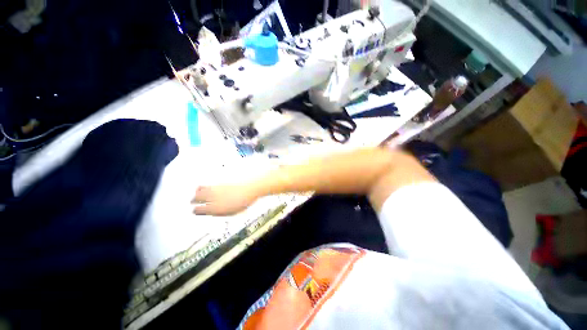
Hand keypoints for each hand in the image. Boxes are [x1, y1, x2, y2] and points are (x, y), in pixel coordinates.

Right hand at [191, 184, 259, 215]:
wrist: (251, 186)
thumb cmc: (245, 200)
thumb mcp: (234, 211)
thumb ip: (222, 212)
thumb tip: (215, 212)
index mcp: (216, 208)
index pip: (200, 210)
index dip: (197, 210)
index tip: (195, 210)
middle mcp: (214, 197)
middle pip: (197, 198)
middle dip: (193, 200)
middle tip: (192, 201)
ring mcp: (216, 188)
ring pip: (201, 190)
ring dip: (197, 192)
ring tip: (196, 193)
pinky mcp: (220, 182)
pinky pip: (209, 184)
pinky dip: (205, 186)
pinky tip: (205, 186)